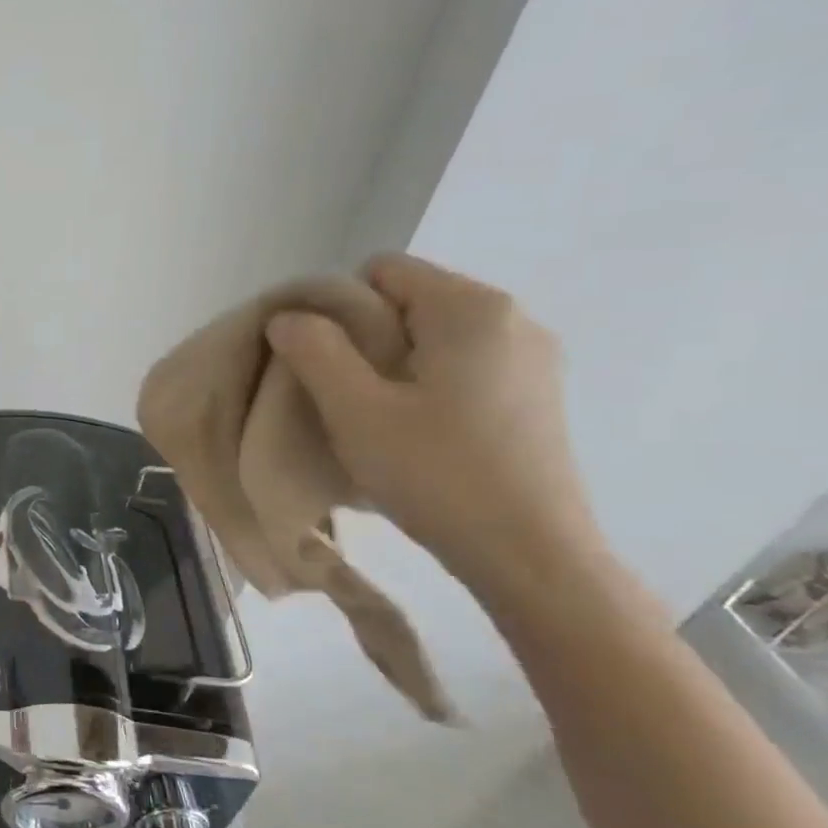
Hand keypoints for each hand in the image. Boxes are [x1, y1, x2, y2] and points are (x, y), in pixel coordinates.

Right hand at [265, 255, 602, 583]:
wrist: (532, 556)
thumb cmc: (436, 474)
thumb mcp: (355, 409)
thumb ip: (314, 350)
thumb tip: (289, 316)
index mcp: (471, 309)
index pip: (382, 271)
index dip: (339, 309)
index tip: (327, 364)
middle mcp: (513, 319)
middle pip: (410, 302)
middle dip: (366, 339)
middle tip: (348, 398)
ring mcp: (533, 358)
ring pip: (435, 337)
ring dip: (395, 366)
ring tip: (382, 421)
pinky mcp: (538, 395)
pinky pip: (464, 366)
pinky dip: (430, 386)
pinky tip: (422, 435)